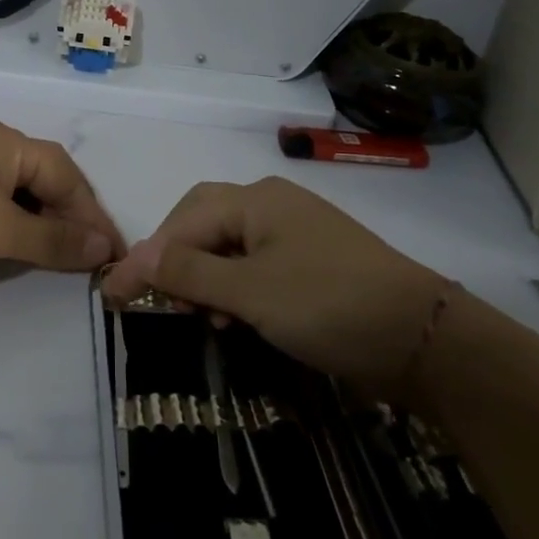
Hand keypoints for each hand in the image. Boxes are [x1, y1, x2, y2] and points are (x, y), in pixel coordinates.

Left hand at [0, 120, 123, 283]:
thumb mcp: (1, 230)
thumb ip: (54, 240)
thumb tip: (103, 247)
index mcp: (7, 141)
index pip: (66, 173)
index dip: (92, 213)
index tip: (113, 251)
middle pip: (44, 179)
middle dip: (70, 218)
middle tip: (91, 257)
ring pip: (19, 194)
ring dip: (42, 225)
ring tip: (63, 258)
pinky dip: (13, 227)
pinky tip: (20, 249)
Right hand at [100, 177, 448, 400]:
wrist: (423, 338)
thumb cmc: (328, 305)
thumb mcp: (250, 293)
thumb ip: (189, 274)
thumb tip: (135, 259)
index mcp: (256, 200)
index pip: (183, 221)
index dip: (147, 258)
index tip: (114, 296)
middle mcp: (271, 205)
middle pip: (203, 223)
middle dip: (176, 260)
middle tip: (161, 300)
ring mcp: (294, 232)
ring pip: (228, 246)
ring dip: (204, 278)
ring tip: (198, 316)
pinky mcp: (310, 262)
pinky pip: (254, 264)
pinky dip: (234, 287)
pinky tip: (234, 317)